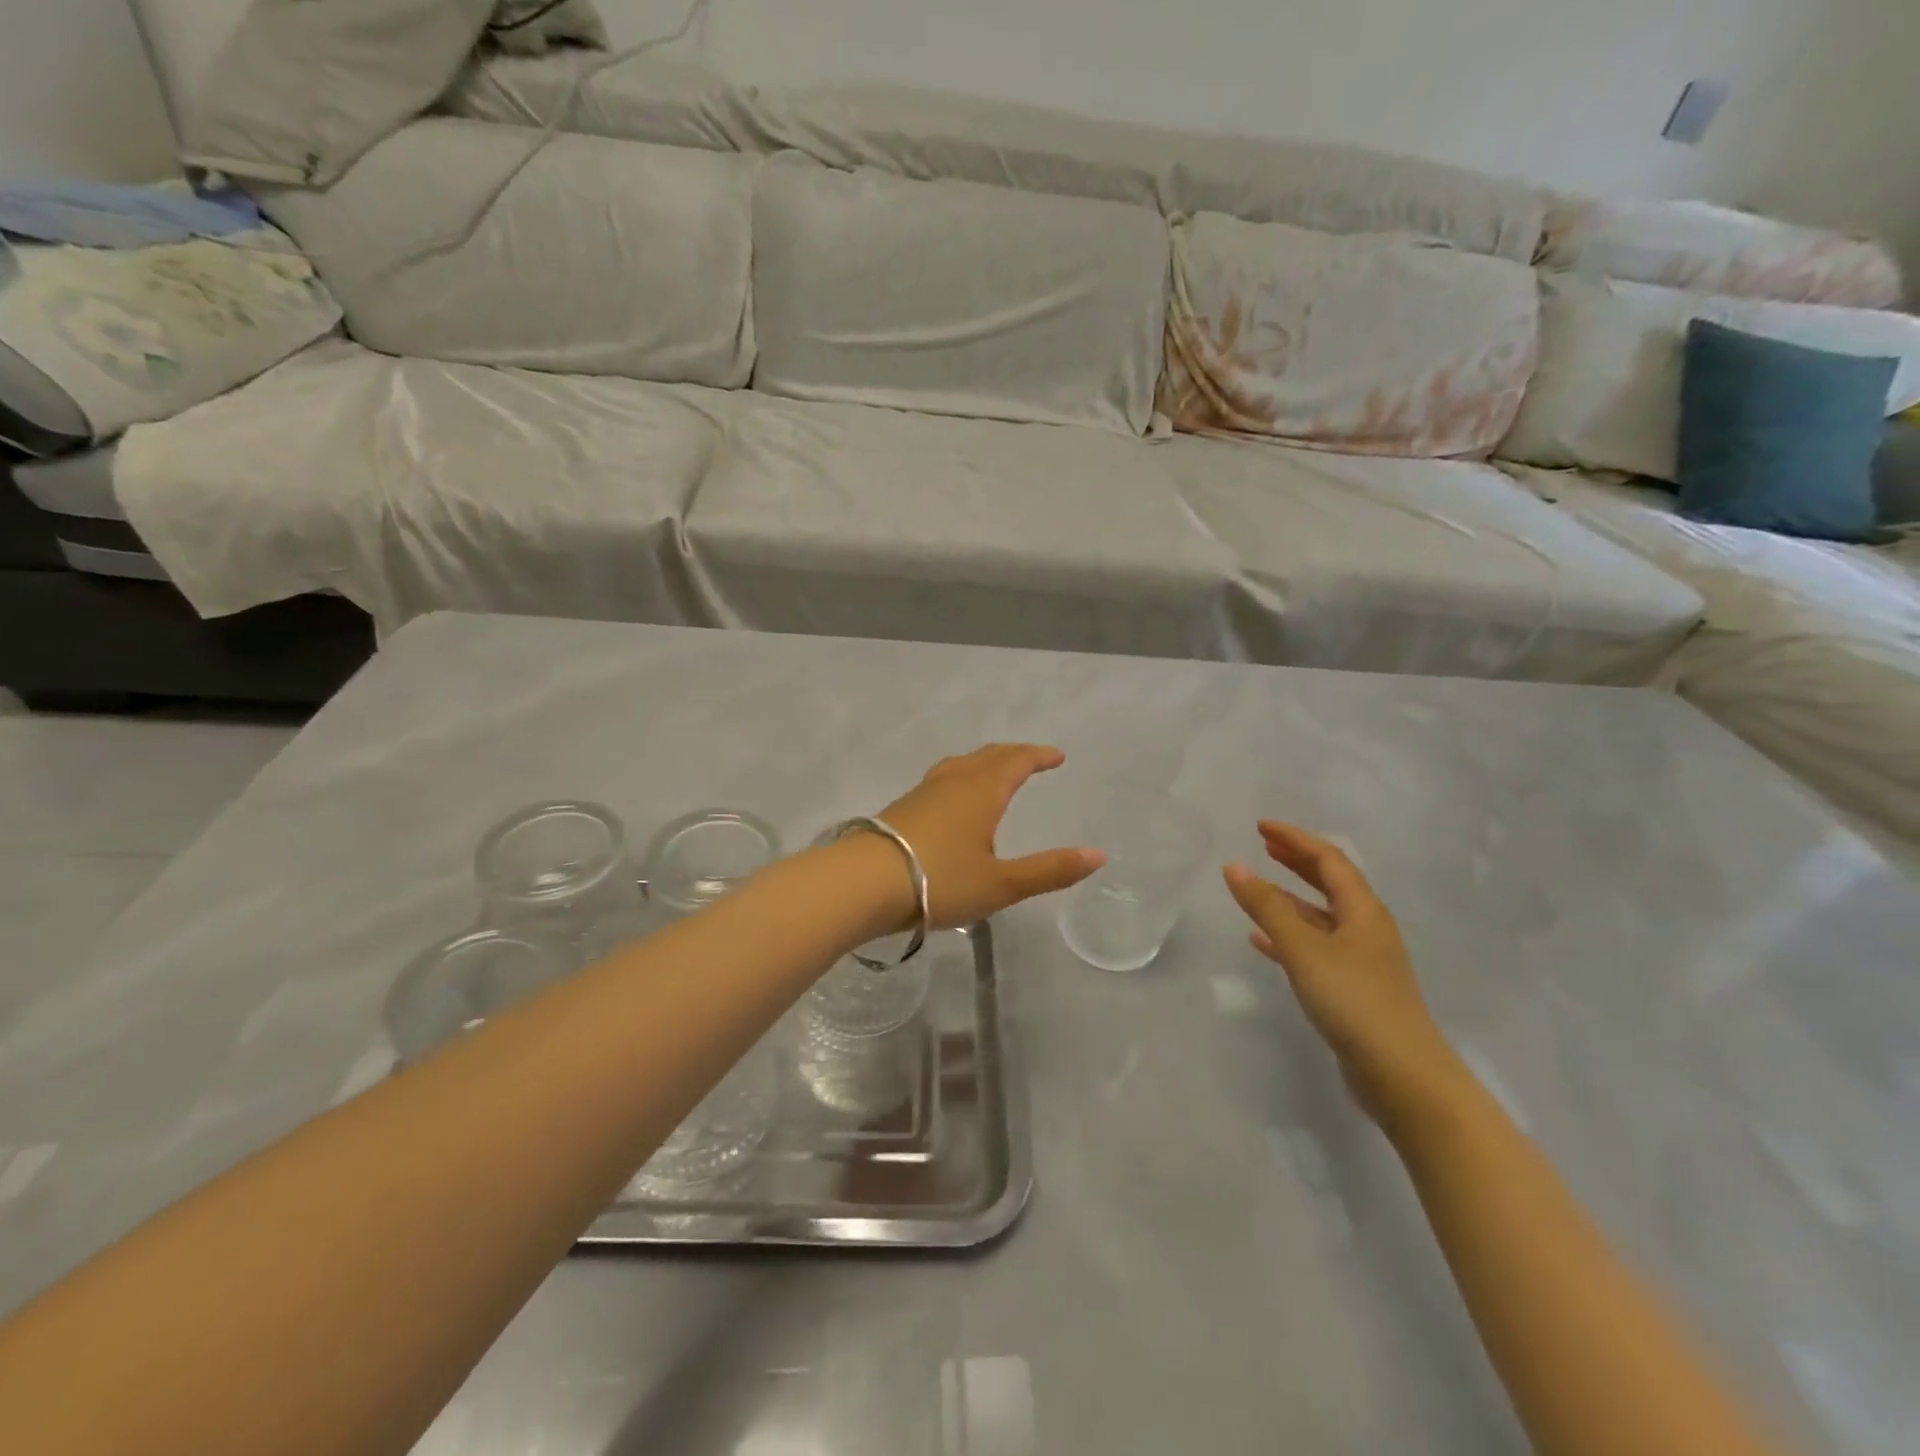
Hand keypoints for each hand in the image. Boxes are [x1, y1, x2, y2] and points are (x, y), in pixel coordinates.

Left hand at [876, 744, 1104, 928]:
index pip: (1016, 762)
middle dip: (1013, 754)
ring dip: (983, 761)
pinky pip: (941, 779)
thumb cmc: (940, 880)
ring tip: (992, 769)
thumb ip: (1050, 870)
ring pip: (960, 764)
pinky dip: (960, 776)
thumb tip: (1098, 855)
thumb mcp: (1001, 883)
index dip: (1038, 756)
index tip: (1056, 756)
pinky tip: (950, 798)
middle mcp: (954, 782)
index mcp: (982, 792)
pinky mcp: (901, 807)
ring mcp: (923, 792)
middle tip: (1030, 758)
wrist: (863, 882)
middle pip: (988, 756)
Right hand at [1224, 822, 1465, 1133]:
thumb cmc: (1354, 1002)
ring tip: (1256, 889)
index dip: (1295, 839)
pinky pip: (1314, 948)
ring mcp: (1361, 961)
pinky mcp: (1352, 989)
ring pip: (1320, 917)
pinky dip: (1287, 936)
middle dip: (1297, 862)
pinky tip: (1260, 941)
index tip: (1261, 827)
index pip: (1328, 860)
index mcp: (1363, 911)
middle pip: (1329, 883)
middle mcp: (1366, 929)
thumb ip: (1267, 907)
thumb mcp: (1304, 949)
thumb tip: (1234, 866)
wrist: (1402, 1077)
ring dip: (1289, 899)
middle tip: (1264, 846)